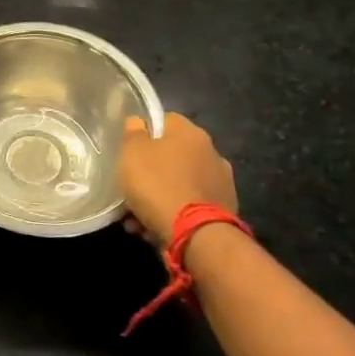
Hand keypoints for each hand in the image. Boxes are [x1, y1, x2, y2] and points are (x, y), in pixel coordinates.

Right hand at [117, 113, 238, 250]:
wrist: (196, 235)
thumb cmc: (158, 185)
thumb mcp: (132, 153)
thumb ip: (134, 133)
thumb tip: (139, 122)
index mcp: (191, 133)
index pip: (165, 120)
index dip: (145, 134)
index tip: (130, 152)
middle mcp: (212, 153)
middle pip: (173, 155)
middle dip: (152, 171)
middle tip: (132, 188)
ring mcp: (222, 183)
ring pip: (180, 183)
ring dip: (161, 195)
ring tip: (138, 218)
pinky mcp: (225, 211)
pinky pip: (191, 206)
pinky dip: (175, 213)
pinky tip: (156, 229)